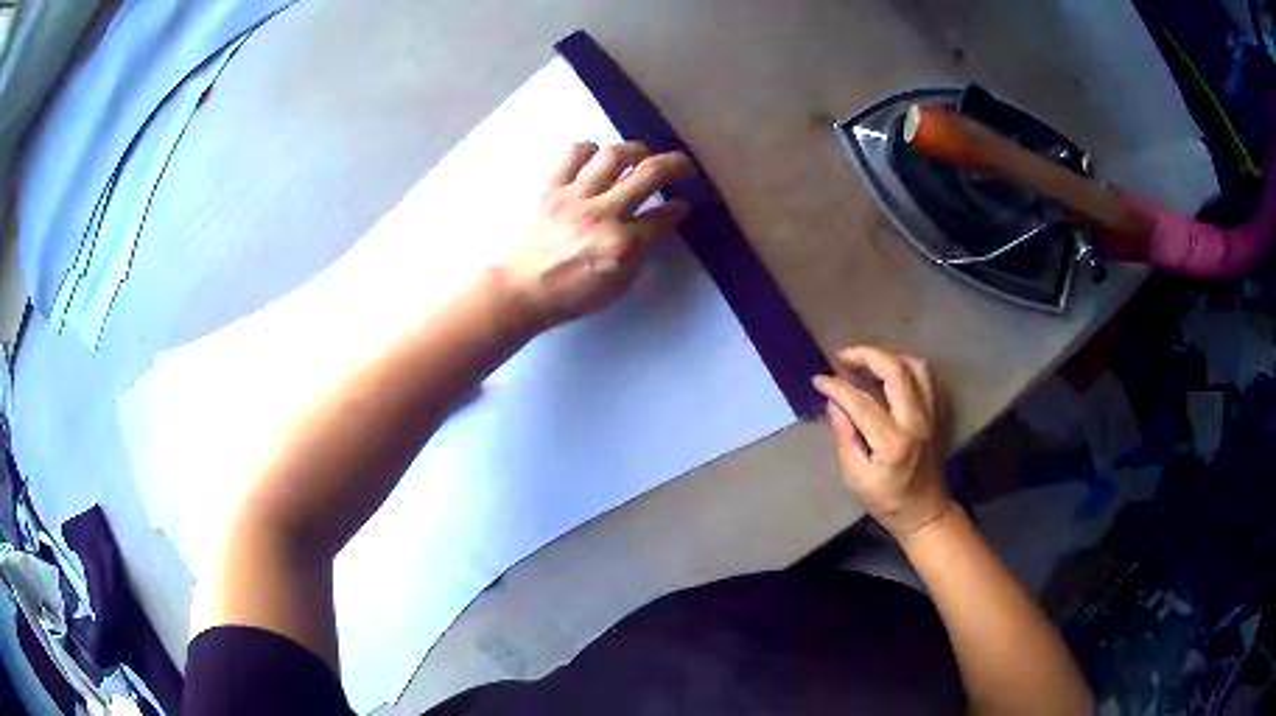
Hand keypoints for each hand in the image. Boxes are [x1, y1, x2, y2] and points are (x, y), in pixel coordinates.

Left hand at [503, 141, 695, 329]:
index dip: (680, 208)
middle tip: (682, 166)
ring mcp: (575, 197)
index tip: (682, 204)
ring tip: (642, 155)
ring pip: (614, 155)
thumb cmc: (573, 294)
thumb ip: (642, 252)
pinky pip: (572, 155)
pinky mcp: (550, 188)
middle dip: (675, 165)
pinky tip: (596, 156)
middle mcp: (603, 214)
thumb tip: (660, 224)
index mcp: (623, 244)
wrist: (522, 290)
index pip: (664, 217)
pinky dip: (589, 150)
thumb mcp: (619, 284)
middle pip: (649, 174)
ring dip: (636, 150)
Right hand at [812, 346, 952, 538]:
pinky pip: (928, 376)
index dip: (836, 386)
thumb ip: (845, 437)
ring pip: (916, 366)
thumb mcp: (855, 478)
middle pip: (895, 370)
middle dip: (866, 355)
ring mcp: (932, 414)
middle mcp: (916, 421)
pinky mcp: (939, 412)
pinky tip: (891, 373)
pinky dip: (907, 366)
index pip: (861, 401)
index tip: (818, 380)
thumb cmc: (887, 501)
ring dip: (889, 357)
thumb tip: (834, 403)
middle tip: (843, 357)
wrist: (925, 511)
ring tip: (868, 363)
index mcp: (892, 442)